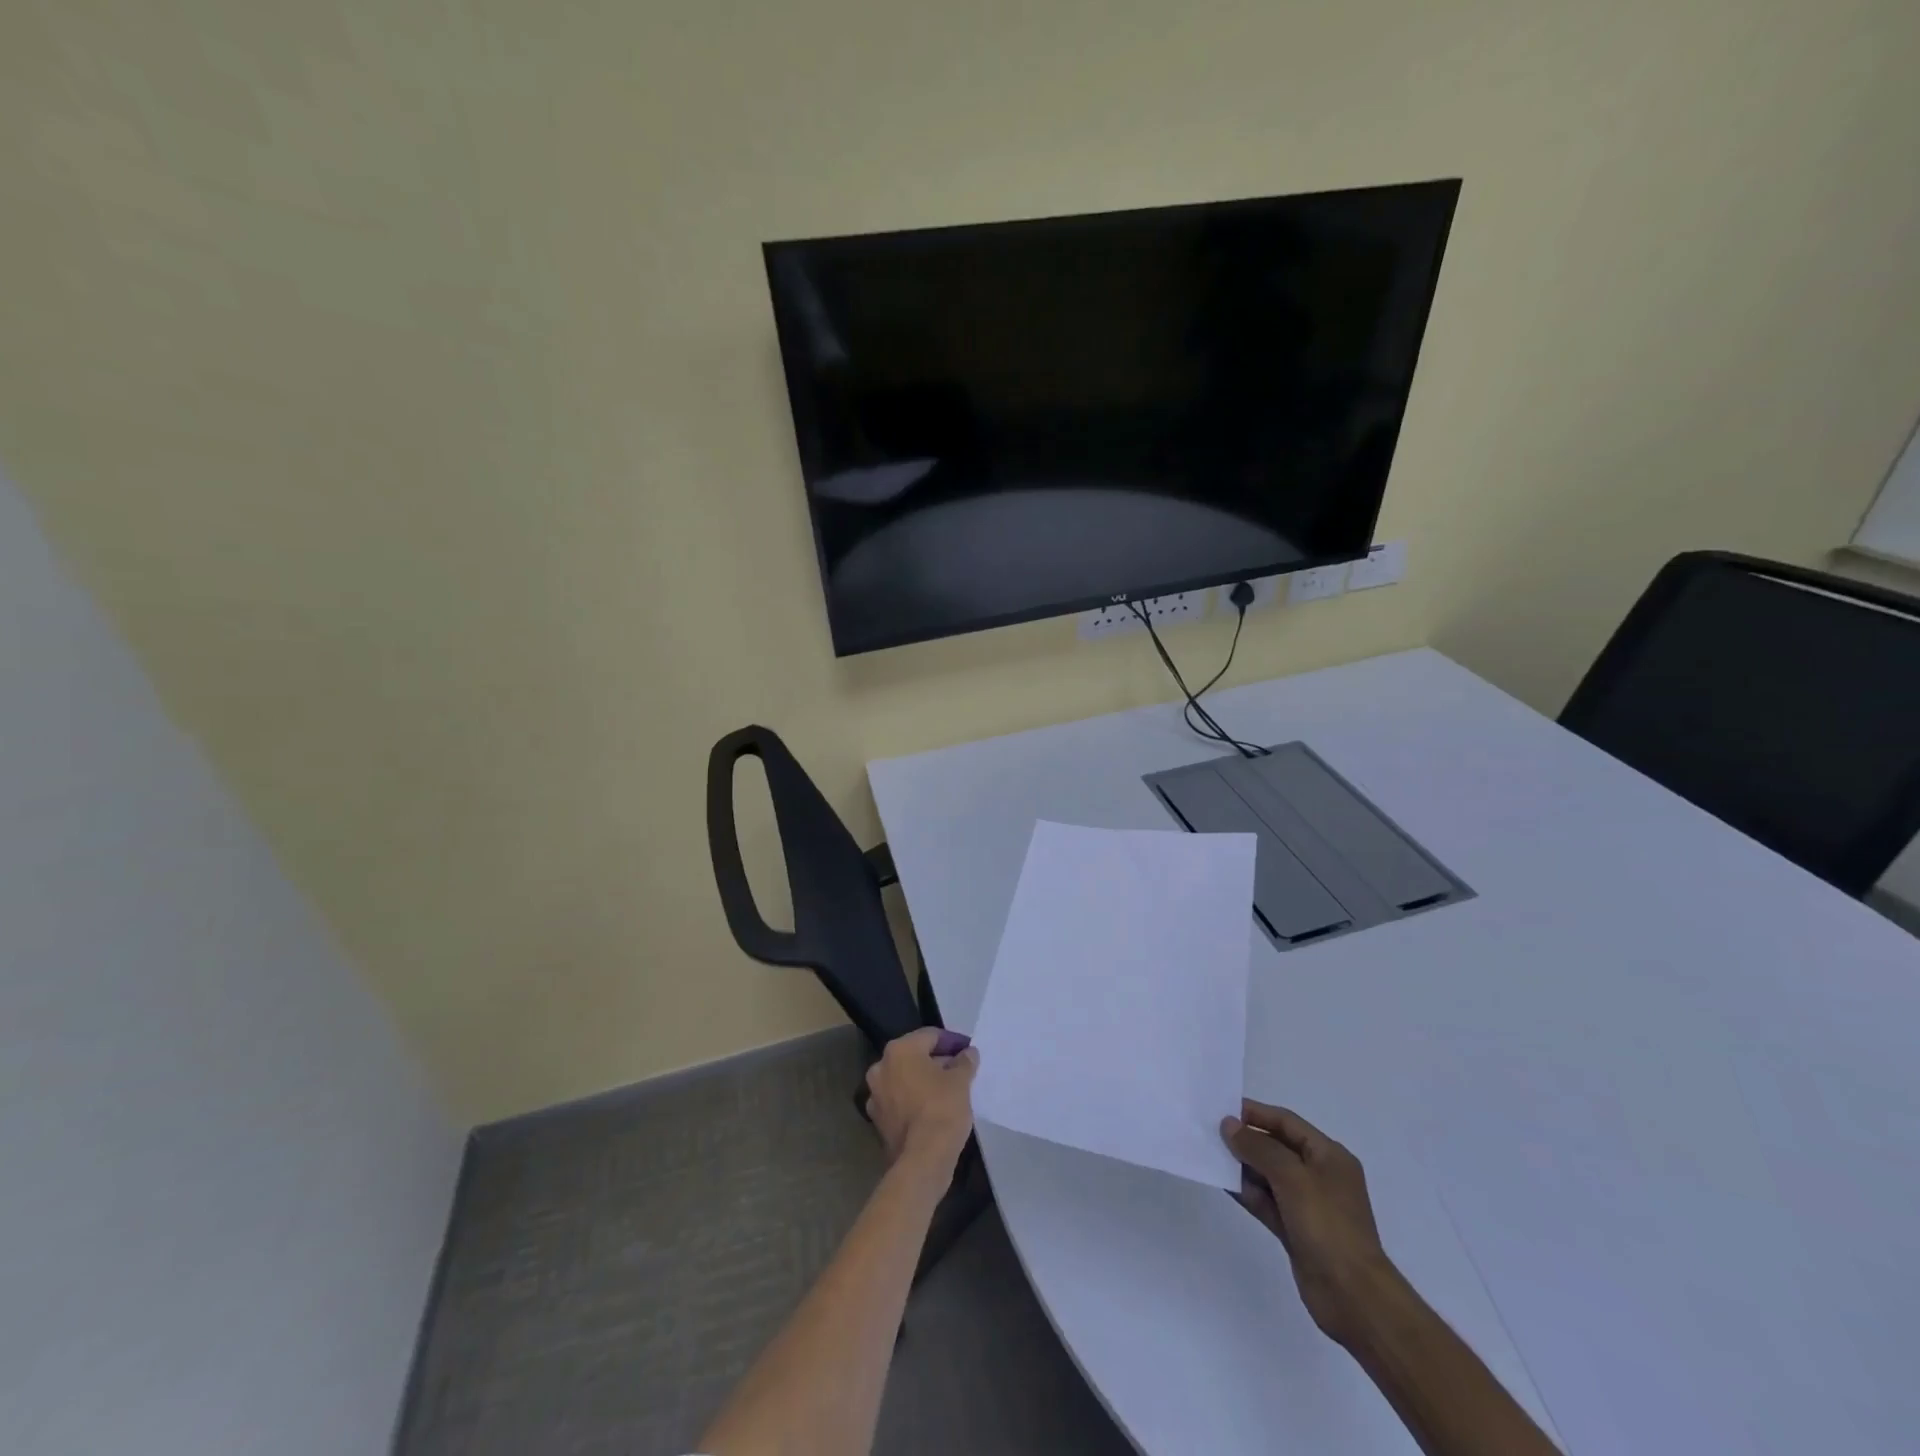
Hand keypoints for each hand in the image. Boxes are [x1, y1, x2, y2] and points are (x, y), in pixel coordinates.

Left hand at [866, 1028, 978, 1168]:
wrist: (922, 1161)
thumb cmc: (942, 1109)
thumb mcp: (961, 1081)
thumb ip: (964, 1061)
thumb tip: (967, 1053)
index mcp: (899, 1050)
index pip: (930, 1036)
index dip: (952, 1041)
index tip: (969, 1051)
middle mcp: (881, 1068)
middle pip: (914, 1056)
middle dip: (937, 1061)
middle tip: (960, 1070)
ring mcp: (876, 1096)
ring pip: (905, 1080)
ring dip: (924, 1082)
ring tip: (949, 1091)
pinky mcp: (878, 1121)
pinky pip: (900, 1102)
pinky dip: (915, 1101)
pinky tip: (934, 1110)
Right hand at [1220, 1100, 1397, 1347]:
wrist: (1353, 1296)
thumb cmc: (1328, 1225)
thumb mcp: (1292, 1177)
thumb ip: (1258, 1148)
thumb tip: (1229, 1125)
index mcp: (1329, 1156)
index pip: (1287, 1122)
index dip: (1256, 1113)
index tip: (1223, 1109)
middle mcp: (1319, 1175)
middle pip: (1276, 1147)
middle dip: (1246, 1140)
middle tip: (1211, 1132)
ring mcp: (1307, 1205)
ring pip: (1268, 1175)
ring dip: (1242, 1166)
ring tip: (1211, 1155)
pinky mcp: (1295, 1230)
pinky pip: (1266, 1201)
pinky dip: (1247, 1192)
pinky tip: (1224, 1183)